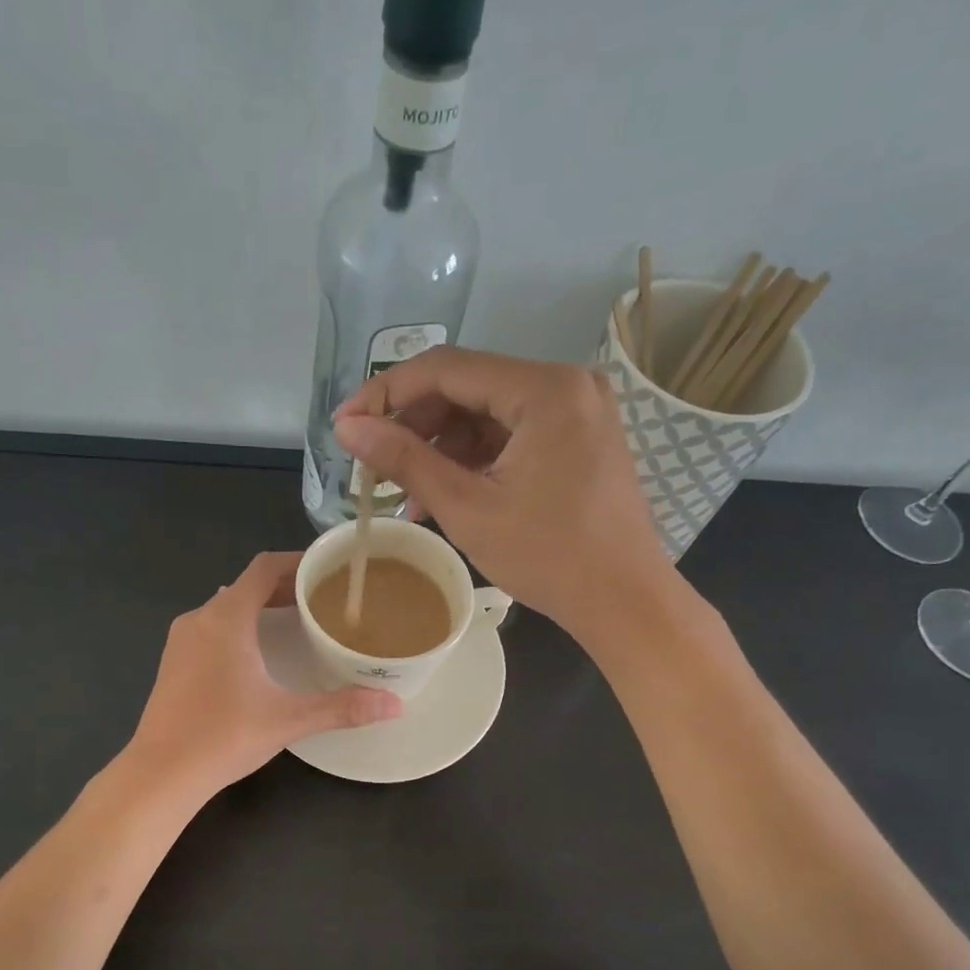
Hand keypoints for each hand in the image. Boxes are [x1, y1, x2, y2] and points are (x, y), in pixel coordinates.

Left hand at [126, 552, 401, 798]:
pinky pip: (213, 628)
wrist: (160, 773)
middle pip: (247, 586)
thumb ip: (342, 708)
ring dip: (262, 609)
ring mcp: (181, 641)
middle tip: (325, 601)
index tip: (330, 570)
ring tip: (298, 624)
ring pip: (227, 608)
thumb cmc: (223, 736)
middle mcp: (200, 618)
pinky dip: (241, 628)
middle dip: (286, 588)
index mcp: (226, 618)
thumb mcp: (288, 719)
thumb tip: (396, 704)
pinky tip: (260, 655)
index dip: (298, 562)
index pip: (264, 568)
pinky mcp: (174, 663)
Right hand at [333, 347, 676, 643]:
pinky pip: (513, 435)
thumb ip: (405, 460)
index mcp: (545, 389)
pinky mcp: (579, 438)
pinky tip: (446, 495)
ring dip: (442, 449)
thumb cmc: (548, 556)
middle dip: (415, 426)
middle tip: (375, 466)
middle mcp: (566, 384)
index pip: (446, 369)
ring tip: (409, 496)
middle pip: (468, 388)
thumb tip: (347, 427)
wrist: (623, 600)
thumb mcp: (466, 508)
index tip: (346, 424)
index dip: (386, 393)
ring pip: (488, 414)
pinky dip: (475, 460)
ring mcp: (577, 411)